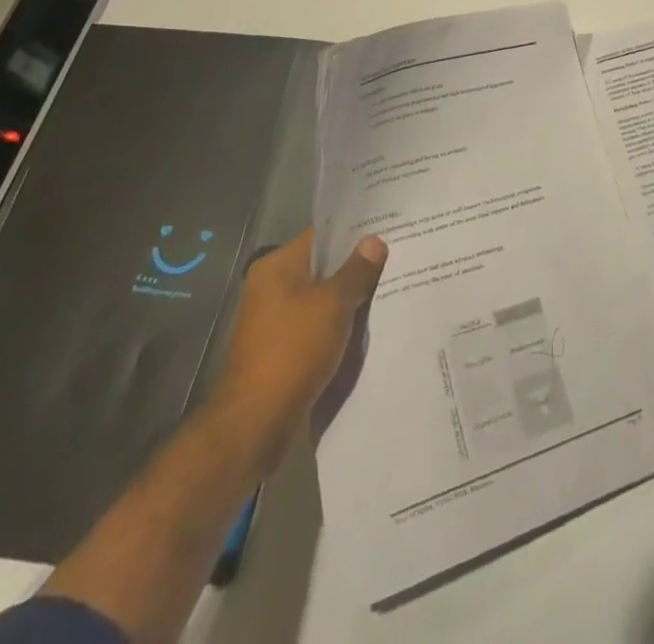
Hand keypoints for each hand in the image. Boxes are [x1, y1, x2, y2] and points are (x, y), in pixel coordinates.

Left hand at [201, 228, 387, 475]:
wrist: (256, 423)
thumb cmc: (293, 350)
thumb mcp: (333, 304)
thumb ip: (356, 270)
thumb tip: (374, 241)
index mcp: (276, 267)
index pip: (322, 236)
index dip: (355, 233)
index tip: (389, 231)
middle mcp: (272, 287)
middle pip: (323, 267)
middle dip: (357, 267)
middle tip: (397, 260)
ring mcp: (276, 320)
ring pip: (323, 298)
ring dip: (350, 299)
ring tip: (391, 289)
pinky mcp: (283, 349)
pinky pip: (318, 325)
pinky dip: (340, 324)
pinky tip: (369, 325)